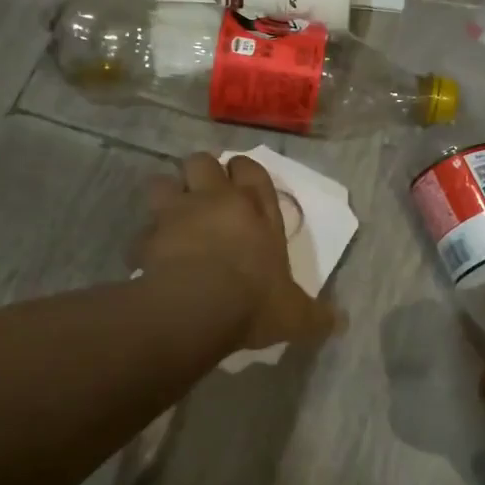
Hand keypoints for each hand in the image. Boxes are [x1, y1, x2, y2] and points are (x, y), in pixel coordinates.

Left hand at [138, 152, 337, 352]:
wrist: (197, 307)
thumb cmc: (253, 300)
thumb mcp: (295, 315)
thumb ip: (316, 316)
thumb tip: (341, 323)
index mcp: (255, 210)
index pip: (249, 168)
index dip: (243, 170)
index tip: (241, 182)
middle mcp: (215, 200)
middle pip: (201, 161)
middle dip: (200, 173)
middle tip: (205, 196)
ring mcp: (177, 214)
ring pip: (163, 182)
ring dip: (166, 196)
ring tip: (173, 218)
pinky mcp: (148, 236)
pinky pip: (143, 229)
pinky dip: (147, 240)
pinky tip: (152, 257)